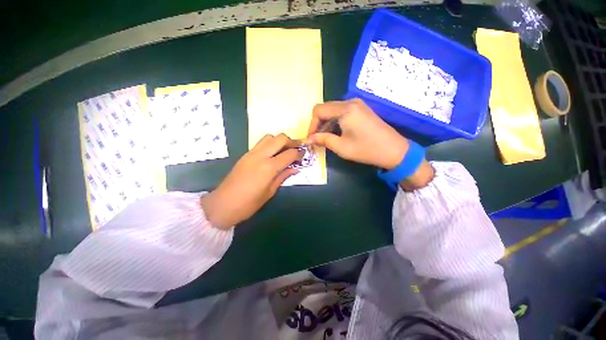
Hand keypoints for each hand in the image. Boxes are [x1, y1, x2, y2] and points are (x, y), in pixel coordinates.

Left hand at [201, 134, 302, 229]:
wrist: (223, 204)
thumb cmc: (249, 203)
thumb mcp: (270, 192)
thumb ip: (283, 177)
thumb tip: (295, 168)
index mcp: (269, 167)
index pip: (289, 153)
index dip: (299, 153)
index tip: (304, 155)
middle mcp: (261, 156)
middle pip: (280, 138)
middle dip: (291, 141)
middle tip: (297, 149)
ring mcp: (251, 153)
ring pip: (269, 137)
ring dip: (280, 140)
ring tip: (285, 150)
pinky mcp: (245, 154)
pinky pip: (261, 143)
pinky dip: (270, 144)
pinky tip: (273, 154)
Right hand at [307, 99, 408, 168]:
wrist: (394, 150)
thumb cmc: (366, 149)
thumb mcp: (341, 147)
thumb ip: (323, 140)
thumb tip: (309, 139)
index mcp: (345, 109)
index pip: (319, 110)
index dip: (312, 125)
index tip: (311, 139)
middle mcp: (350, 102)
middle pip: (325, 108)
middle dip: (318, 124)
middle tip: (317, 139)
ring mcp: (357, 104)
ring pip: (333, 110)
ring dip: (326, 123)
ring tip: (325, 138)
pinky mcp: (361, 109)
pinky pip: (341, 112)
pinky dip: (335, 122)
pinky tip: (336, 133)